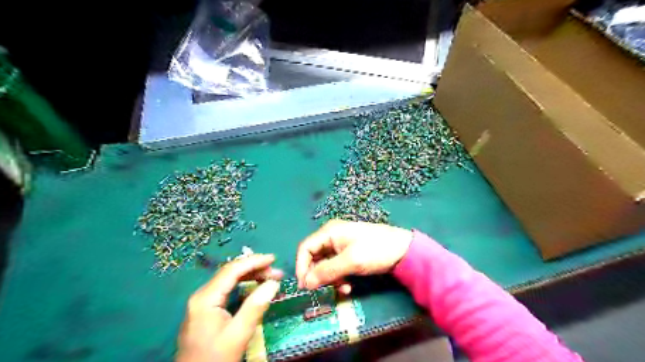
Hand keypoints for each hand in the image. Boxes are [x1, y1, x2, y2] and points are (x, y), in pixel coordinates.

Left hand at [178, 255, 283, 361]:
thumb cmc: (215, 358)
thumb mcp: (238, 334)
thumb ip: (255, 307)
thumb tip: (273, 283)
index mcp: (206, 298)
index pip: (232, 270)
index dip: (254, 261)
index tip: (273, 258)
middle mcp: (202, 295)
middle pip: (231, 273)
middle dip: (255, 269)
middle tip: (277, 273)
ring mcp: (203, 302)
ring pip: (229, 280)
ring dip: (250, 277)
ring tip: (271, 279)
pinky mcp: (206, 310)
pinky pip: (227, 290)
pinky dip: (244, 286)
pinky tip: (256, 288)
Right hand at [296, 218, 411, 291]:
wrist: (403, 250)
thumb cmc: (375, 250)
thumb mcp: (350, 261)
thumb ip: (327, 271)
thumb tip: (306, 283)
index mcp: (329, 232)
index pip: (306, 248)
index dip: (302, 266)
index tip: (305, 286)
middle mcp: (332, 237)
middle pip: (314, 257)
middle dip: (317, 275)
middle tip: (321, 291)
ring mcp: (341, 245)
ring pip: (325, 264)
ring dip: (330, 278)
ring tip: (342, 289)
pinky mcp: (349, 254)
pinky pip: (336, 267)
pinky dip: (339, 277)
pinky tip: (348, 286)